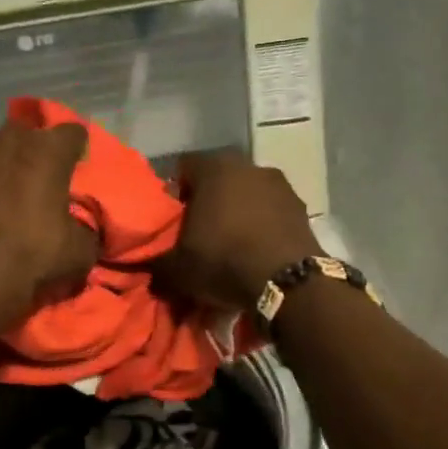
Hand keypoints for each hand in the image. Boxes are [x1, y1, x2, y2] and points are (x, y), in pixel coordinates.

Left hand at [0, 120, 97, 334]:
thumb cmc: (32, 257)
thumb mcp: (80, 251)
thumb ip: (85, 229)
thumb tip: (80, 230)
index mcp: (46, 151)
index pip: (72, 132)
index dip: (77, 150)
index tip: (75, 169)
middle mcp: (7, 142)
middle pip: (29, 136)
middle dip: (36, 154)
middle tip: (39, 185)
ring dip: (3, 168)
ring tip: (4, 199)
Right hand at [157, 150, 320, 310]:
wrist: (287, 283)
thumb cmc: (223, 261)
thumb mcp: (176, 269)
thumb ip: (155, 262)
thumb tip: (146, 266)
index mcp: (213, 168)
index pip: (183, 169)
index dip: (175, 194)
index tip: (173, 221)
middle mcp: (248, 166)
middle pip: (218, 180)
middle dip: (208, 202)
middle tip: (199, 233)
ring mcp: (280, 185)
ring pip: (247, 194)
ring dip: (238, 213)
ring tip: (231, 245)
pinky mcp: (301, 208)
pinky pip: (271, 212)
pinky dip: (262, 226)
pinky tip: (257, 252)